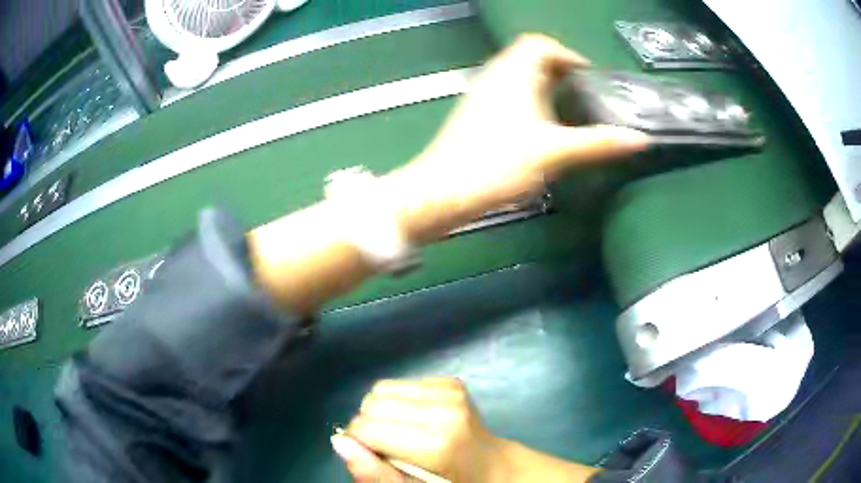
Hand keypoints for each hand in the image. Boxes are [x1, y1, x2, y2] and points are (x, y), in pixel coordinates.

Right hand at [333, 378, 506, 481]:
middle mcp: (445, 409)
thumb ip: (376, 474)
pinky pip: (399, 384)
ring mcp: (451, 391)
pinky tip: (418, 421)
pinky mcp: (451, 381)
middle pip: (371, 404)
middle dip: (370, 427)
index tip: (377, 459)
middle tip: (393, 449)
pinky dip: (398, 402)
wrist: (493, 466)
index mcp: (438, 443)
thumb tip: (339, 441)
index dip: (360, 444)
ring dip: (384, 413)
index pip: (365, 427)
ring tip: (406, 435)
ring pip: (381, 390)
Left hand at [387, 34, 650, 242]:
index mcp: (513, 73)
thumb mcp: (555, 152)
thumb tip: (641, 140)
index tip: (589, 77)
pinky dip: (530, 102)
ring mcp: (481, 96)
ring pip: (518, 78)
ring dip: (545, 88)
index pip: (539, 43)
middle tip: (586, 96)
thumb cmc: (498, 164)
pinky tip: (542, 128)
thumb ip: (598, 143)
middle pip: (530, 58)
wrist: (443, 192)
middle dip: (560, 72)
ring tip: (570, 111)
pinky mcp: (475, 116)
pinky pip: (508, 96)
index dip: (567, 54)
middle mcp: (494, 76)